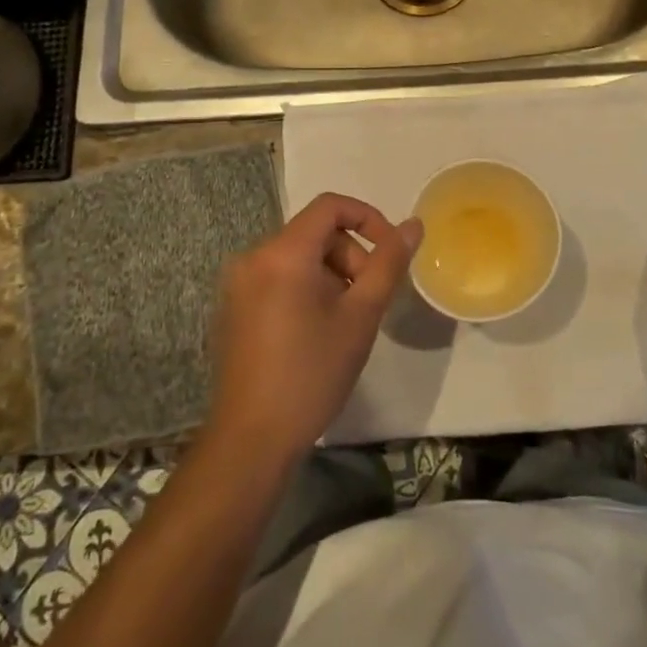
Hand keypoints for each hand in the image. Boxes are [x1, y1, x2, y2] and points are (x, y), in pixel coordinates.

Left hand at [207, 193, 421, 463]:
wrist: (251, 440)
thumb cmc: (312, 373)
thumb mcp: (361, 315)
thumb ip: (388, 263)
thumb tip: (413, 225)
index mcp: (282, 253)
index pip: (330, 206)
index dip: (368, 218)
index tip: (390, 252)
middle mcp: (253, 257)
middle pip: (314, 233)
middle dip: (350, 257)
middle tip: (368, 301)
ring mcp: (237, 284)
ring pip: (298, 257)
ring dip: (330, 276)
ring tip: (344, 322)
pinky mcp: (232, 308)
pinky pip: (277, 278)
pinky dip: (305, 289)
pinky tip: (314, 333)